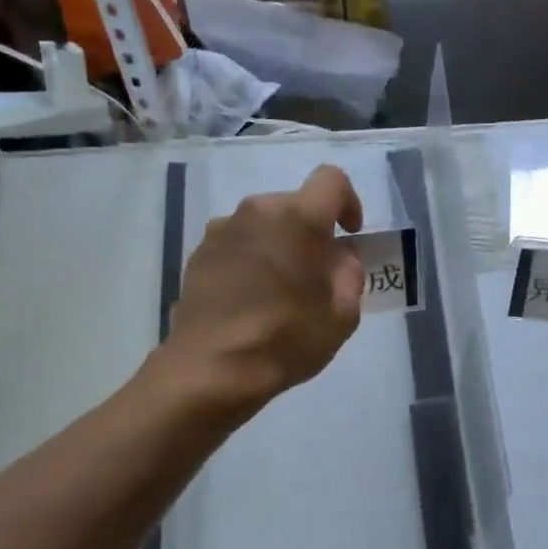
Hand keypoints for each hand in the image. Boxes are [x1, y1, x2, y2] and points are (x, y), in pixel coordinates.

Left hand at [162, 164, 365, 413]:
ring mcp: (222, 229)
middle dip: (310, 231)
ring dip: (278, 245)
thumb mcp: (342, 314)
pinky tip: (250, 299)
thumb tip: (339, 255)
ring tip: (279, 289)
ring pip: (263, 224)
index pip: (332, 180)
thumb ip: (350, 273)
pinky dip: (250, 260)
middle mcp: (257, 210)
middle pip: (294, 205)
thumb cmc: (287, 339)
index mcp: (299, 218)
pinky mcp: (198, 253)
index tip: (350, 234)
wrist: (212, 368)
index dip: (349, 202)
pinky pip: (237, 243)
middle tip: (316, 273)